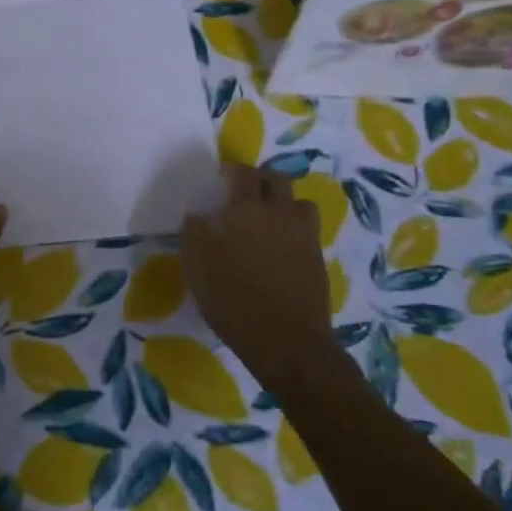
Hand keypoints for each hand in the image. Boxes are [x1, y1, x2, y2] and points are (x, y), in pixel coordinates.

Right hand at [182, 164, 336, 388]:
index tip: (219, 178)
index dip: (231, 170)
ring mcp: (304, 236)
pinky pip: (306, 231)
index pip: (243, 173)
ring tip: (266, 219)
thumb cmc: (232, 297)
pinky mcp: (317, 260)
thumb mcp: (196, 263)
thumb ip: (194, 231)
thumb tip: (198, 215)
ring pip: (299, 203)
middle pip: (276, 179)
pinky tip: (278, 249)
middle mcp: (280, 214)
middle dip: (259, 179)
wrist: (286, 341)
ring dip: (283, 202)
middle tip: (242, 193)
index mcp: (247, 209)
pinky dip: (292, 230)